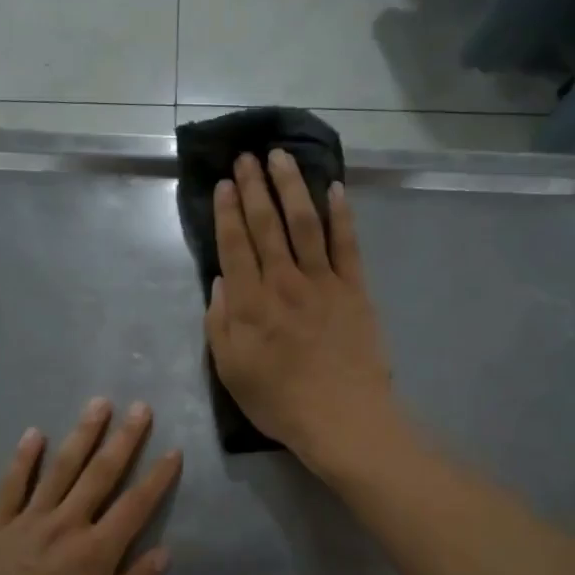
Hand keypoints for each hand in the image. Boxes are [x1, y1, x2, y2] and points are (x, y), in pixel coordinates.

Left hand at [0, 399, 181, 574]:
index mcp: (96, 553)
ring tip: (97, 404)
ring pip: (59, 469)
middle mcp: (65, 526)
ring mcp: (27, 522)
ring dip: (81, 435)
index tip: (173, 450)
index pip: (136, 505)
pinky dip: (23, 459)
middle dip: (124, 439)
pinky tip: (33, 434)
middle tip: (139, 407)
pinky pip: (11, 486)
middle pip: (100, 474)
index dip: (158, 477)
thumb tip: (164, 552)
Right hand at [206, 149, 397, 467]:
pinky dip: (341, 214)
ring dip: (292, 186)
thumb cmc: (279, 401)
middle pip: (266, 225)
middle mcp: (283, 282)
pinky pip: (347, 244)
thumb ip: (220, 323)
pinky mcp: (355, 289)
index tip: (223, 184)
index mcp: (250, 303)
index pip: (234, 245)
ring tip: (281, 157)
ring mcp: (323, 282)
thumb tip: (220, 282)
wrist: (341, 417)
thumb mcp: (230, 371)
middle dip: (254, 187)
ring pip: (305, 223)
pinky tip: (334, 189)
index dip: (227, 212)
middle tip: (246, 157)